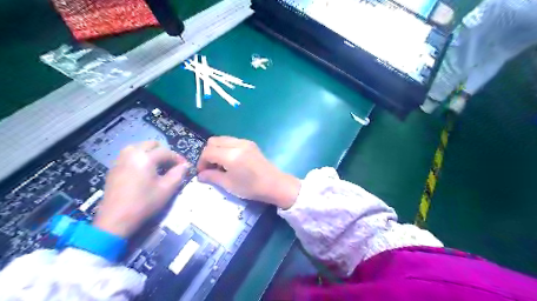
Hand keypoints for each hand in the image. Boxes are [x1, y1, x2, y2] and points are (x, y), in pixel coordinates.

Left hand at [93, 141, 189, 237]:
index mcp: (145, 157)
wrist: (115, 220)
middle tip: (171, 165)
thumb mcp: (167, 189)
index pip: (166, 152)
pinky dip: (140, 158)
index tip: (185, 166)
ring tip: (158, 167)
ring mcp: (120, 160)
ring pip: (139, 148)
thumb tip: (185, 165)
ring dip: (151, 153)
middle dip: (164, 153)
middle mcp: (131, 154)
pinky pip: (130, 155)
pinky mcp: (114, 168)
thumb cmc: (144, 203)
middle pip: (151, 145)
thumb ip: (179, 174)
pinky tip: (145, 171)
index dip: (178, 158)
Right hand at [197, 137, 299, 208]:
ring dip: (217, 149)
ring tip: (220, 165)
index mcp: (231, 155)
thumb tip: (200, 175)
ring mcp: (245, 142)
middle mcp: (237, 144)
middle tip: (210, 167)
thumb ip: (212, 177)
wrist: (274, 184)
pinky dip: (226, 148)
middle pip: (213, 141)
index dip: (201, 162)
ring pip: (223, 139)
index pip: (208, 152)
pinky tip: (230, 161)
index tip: (202, 173)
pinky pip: (232, 141)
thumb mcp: (229, 184)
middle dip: (208, 153)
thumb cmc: (251, 187)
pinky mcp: (250, 143)